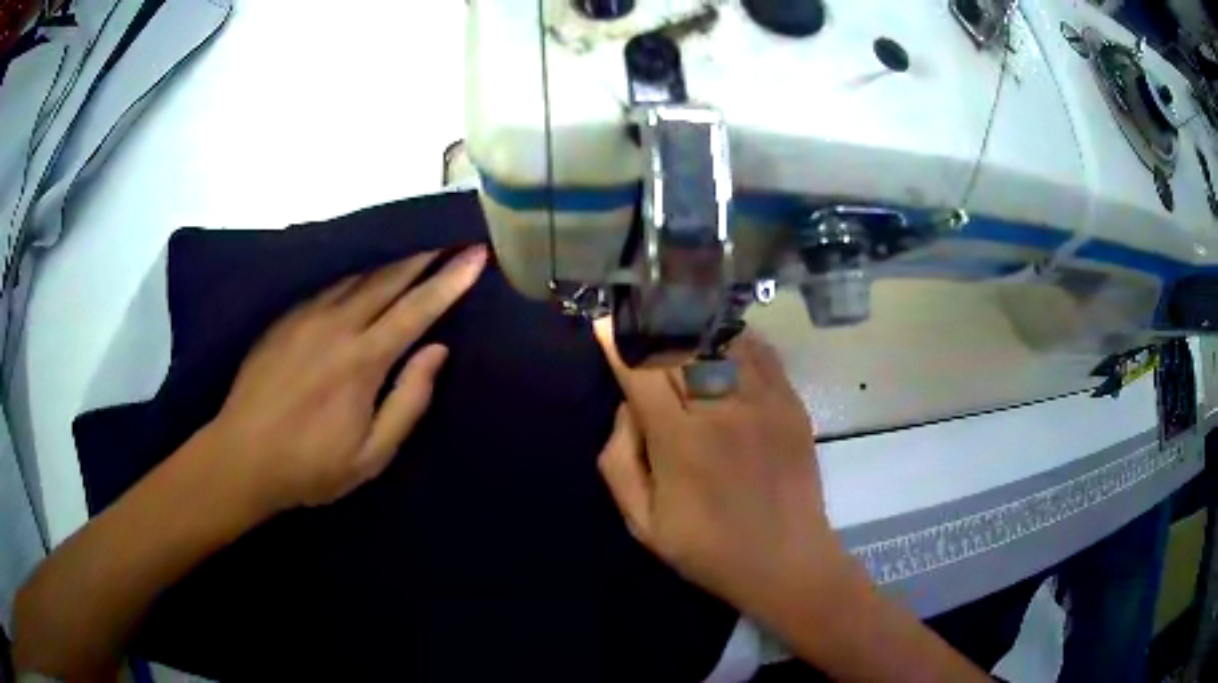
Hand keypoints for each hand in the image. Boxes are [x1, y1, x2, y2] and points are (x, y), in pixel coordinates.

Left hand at [207, 245, 486, 513]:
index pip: (417, 309)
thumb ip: (408, 402)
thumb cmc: (310, 466)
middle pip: (388, 279)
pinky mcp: (285, 318)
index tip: (476, 254)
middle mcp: (337, 325)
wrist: (241, 457)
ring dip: (391, 260)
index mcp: (363, 361)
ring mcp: (306, 316)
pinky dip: (356, 273)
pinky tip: (363, 273)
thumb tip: (436, 351)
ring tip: (415, 248)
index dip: (450, 280)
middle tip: (450, 237)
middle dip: (424, 255)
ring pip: (358, 276)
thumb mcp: (371, 455)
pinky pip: (330, 284)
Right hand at [593, 320, 846, 620]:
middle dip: (651, 325)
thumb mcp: (642, 522)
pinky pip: (759, 351)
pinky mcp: (791, 402)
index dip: (618, 342)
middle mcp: (722, 409)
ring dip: (691, 325)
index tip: (604, 325)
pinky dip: (734, 337)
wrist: (786, 561)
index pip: (641, 371)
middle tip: (636, 316)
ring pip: (720, 339)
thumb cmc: (708, 548)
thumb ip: (619, 461)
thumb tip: (626, 408)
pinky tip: (720, 338)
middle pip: (679, 346)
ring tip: (675, 317)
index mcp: (679, 441)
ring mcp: (763, 401)